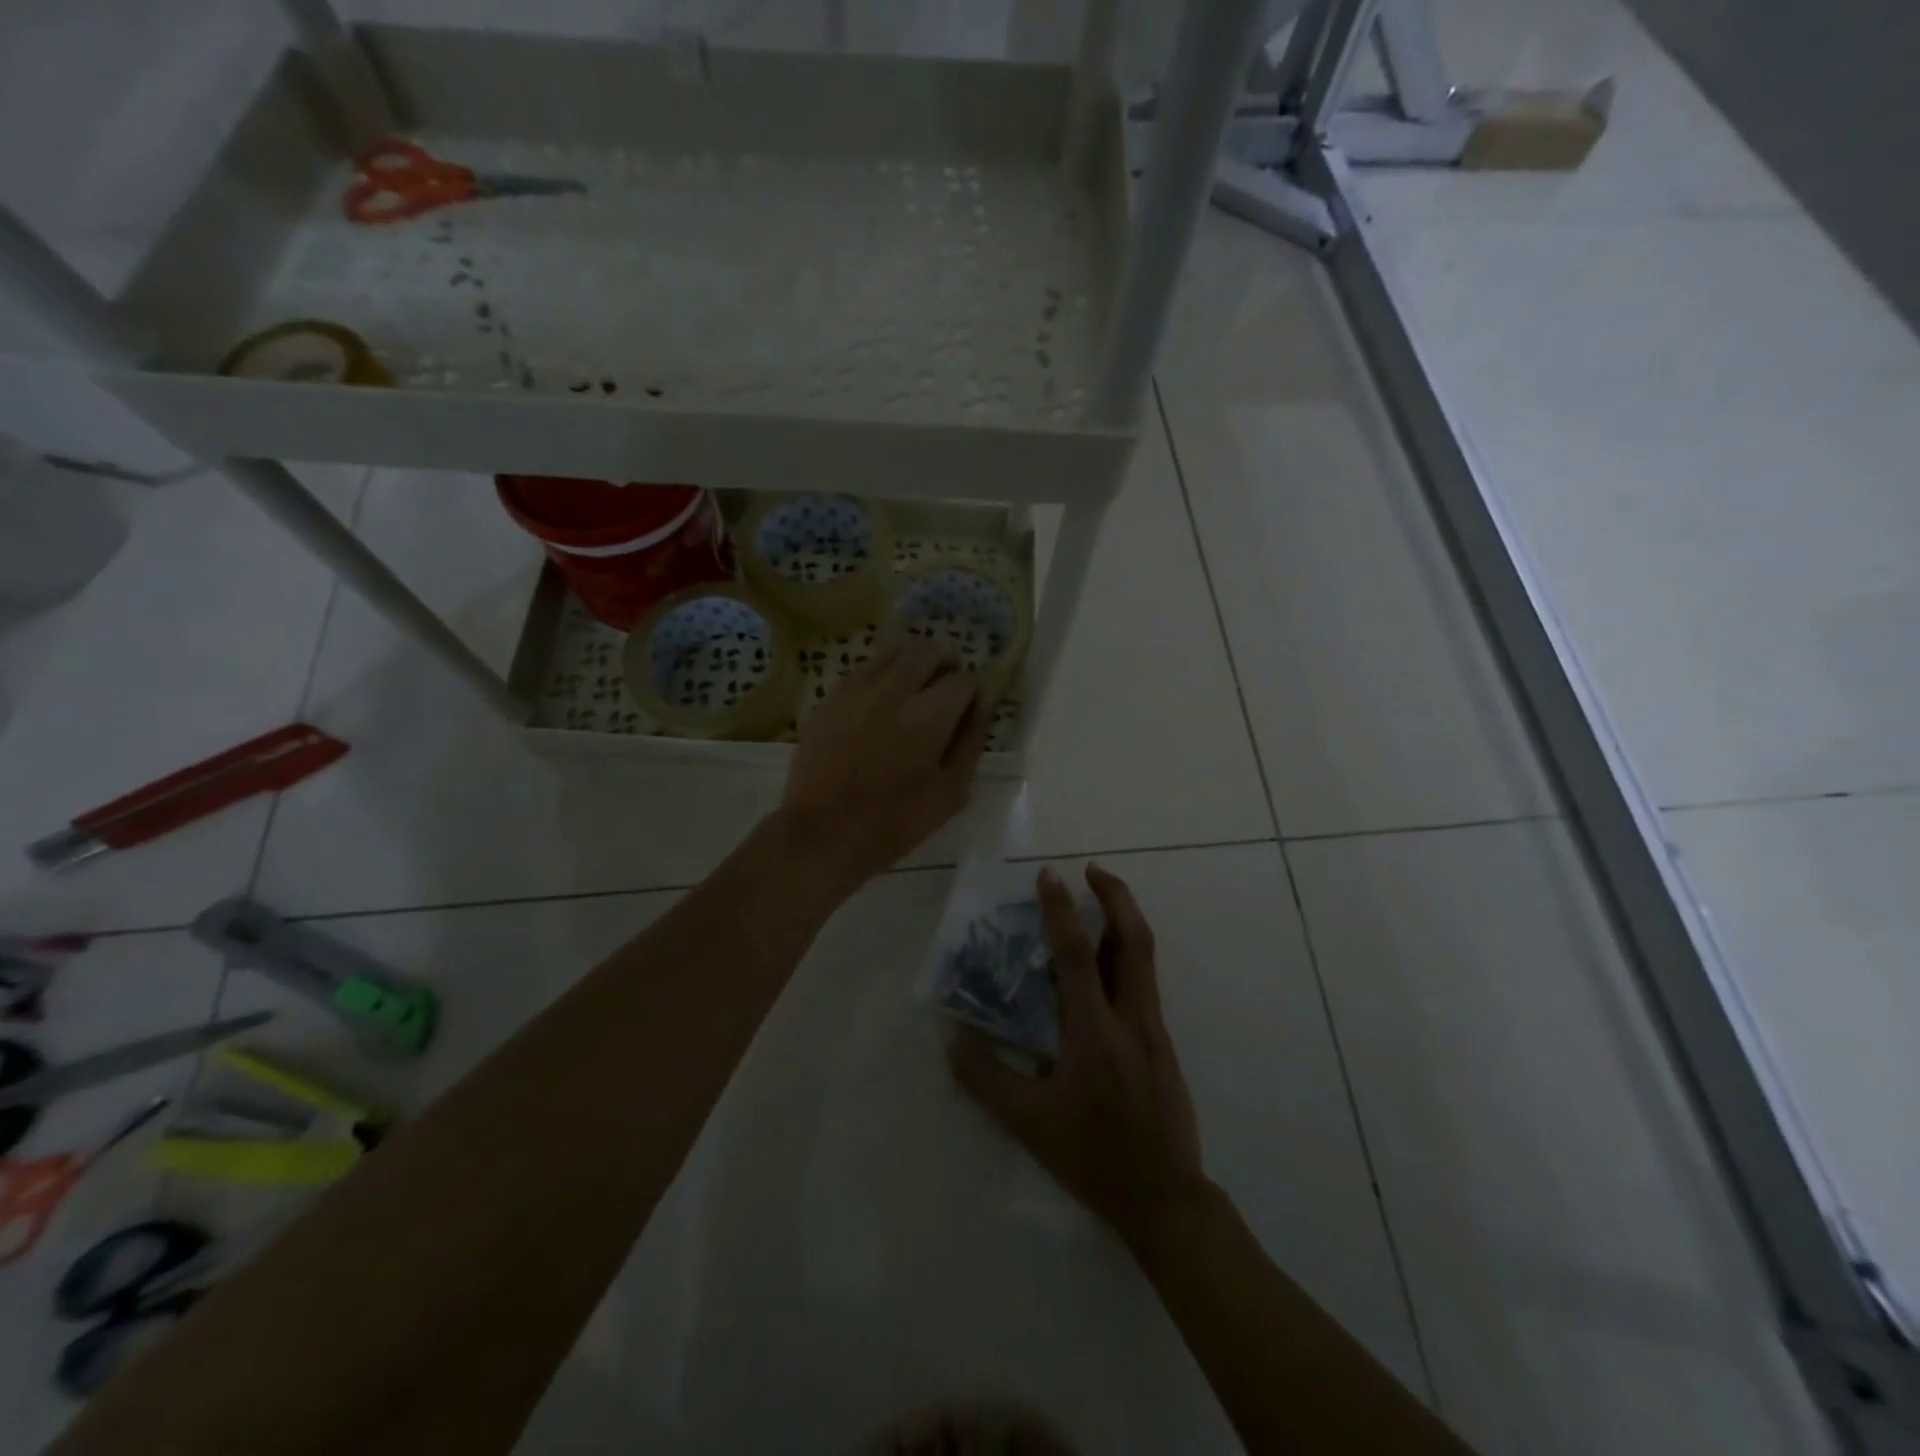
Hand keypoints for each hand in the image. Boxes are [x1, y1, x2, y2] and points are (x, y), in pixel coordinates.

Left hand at [780, 640, 992, 887]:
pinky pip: (865, 669)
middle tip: (945, 690)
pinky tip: (881, 702)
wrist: (823, 832)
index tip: (969, 710)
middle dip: (945, 664)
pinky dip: (882, 675)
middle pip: (928, 650)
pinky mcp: (832, 697)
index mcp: (930, 714)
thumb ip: (971, 741)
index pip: (965, 679)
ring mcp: (858, 689)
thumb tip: (982, 704)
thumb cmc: (895, 821)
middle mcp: (895, 689)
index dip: (974, 693)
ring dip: (913, 664)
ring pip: (894, 652)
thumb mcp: (951, 791)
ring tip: (914, 691)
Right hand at [947, 863, 1208, 1252]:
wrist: (1165, 1197)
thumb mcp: (1027, 1123)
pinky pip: (1144, 983)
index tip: (1049, 875)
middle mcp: (1132, 1018)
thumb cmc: (1091, 1156)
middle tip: (1093, 870)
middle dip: (1117, 896)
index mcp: (1094, 1032)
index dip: (1061, 910)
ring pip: (1145, 958)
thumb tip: (952, 1036)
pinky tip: (1103, 966)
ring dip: (1124, 920)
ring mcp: (1155, 1029)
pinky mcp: (1164, 1044)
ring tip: (1099, 902)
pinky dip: (1125, 955)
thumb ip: (985, 1077)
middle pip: (1134, 940)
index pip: (1076, 955)